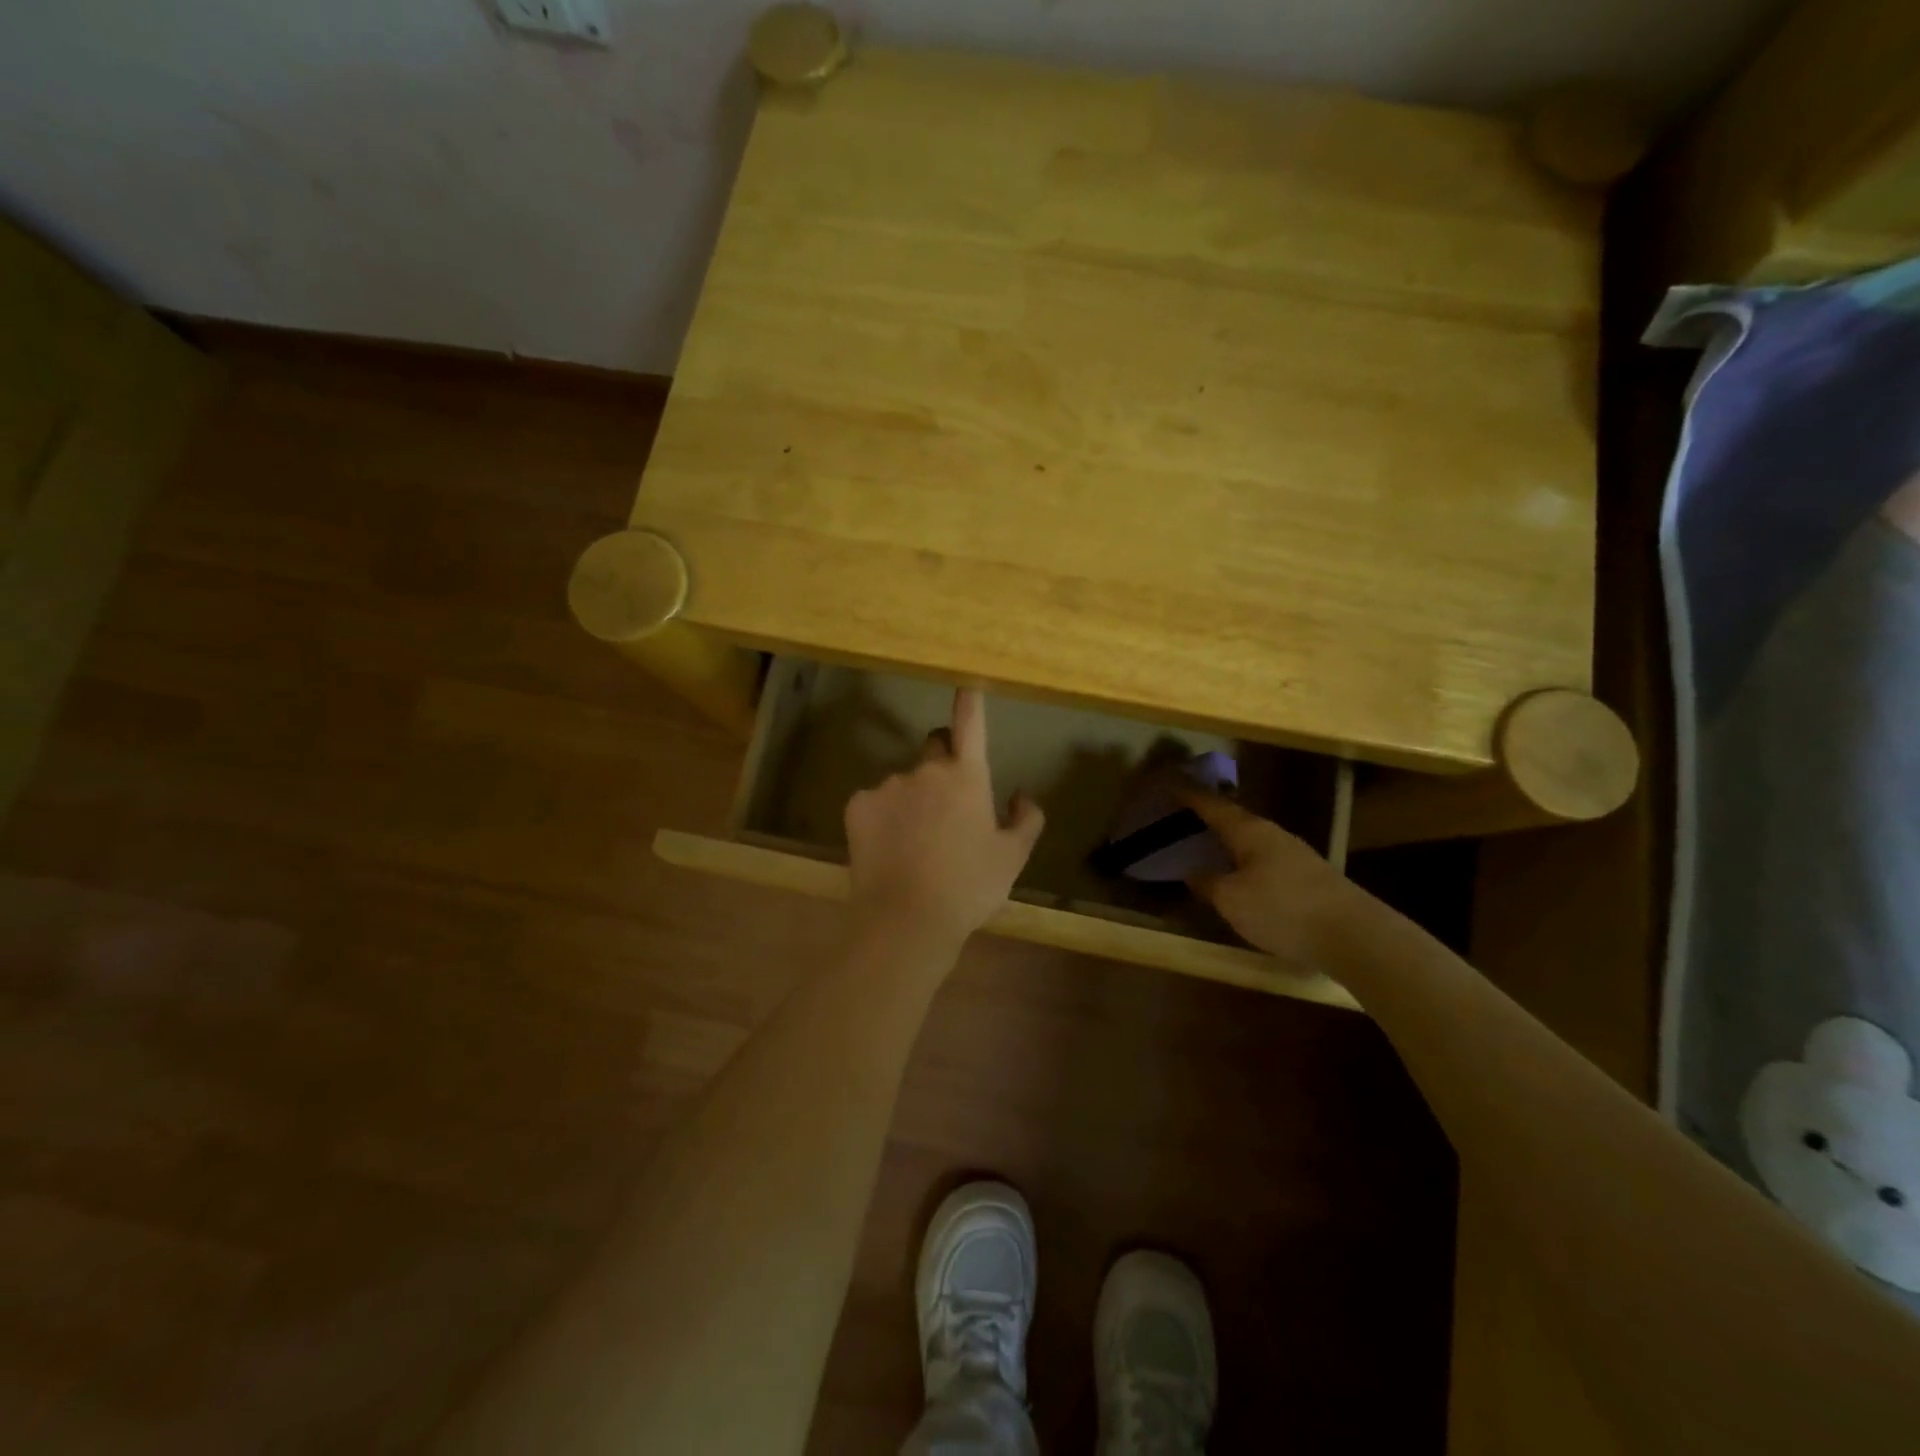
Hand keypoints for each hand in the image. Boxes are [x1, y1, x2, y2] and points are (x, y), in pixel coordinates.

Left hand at [844, 689, 1044, 953]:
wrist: (906, 919)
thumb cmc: (969, 887)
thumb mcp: (1012, 858)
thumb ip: (1026, 819)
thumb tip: (1023, 795)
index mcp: (967, 777)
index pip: (970, 723)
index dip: (969, 700)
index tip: (966, 681)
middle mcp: (926, 770)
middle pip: (934, 746)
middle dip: (942, 762)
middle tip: (946, 805)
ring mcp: (888, 786)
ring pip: (903, 782)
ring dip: (911, 799)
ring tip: (915, 843)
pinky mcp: (857, 805)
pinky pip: (874, 802)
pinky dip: (882, 817)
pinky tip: (888, 850)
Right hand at [1182, 790, 1361, 965]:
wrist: (1355, 935)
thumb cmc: (1283, 910)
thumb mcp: (1232, 900)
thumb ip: (1208, 884)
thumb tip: (1192, 872)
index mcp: (1250, 831)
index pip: (1212, 806)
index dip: (1189, 797)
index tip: (1168, 786)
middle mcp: (1274, 835)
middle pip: (1235, 820)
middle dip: (1210, 819)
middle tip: (1184, 819)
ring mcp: (1296, 855)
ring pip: (1253, 842)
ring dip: (1230, 843)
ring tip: (1208, 849)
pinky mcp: (1311, 878)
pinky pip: (1267, 861)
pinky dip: (1246, 862)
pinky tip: (1242, 877)